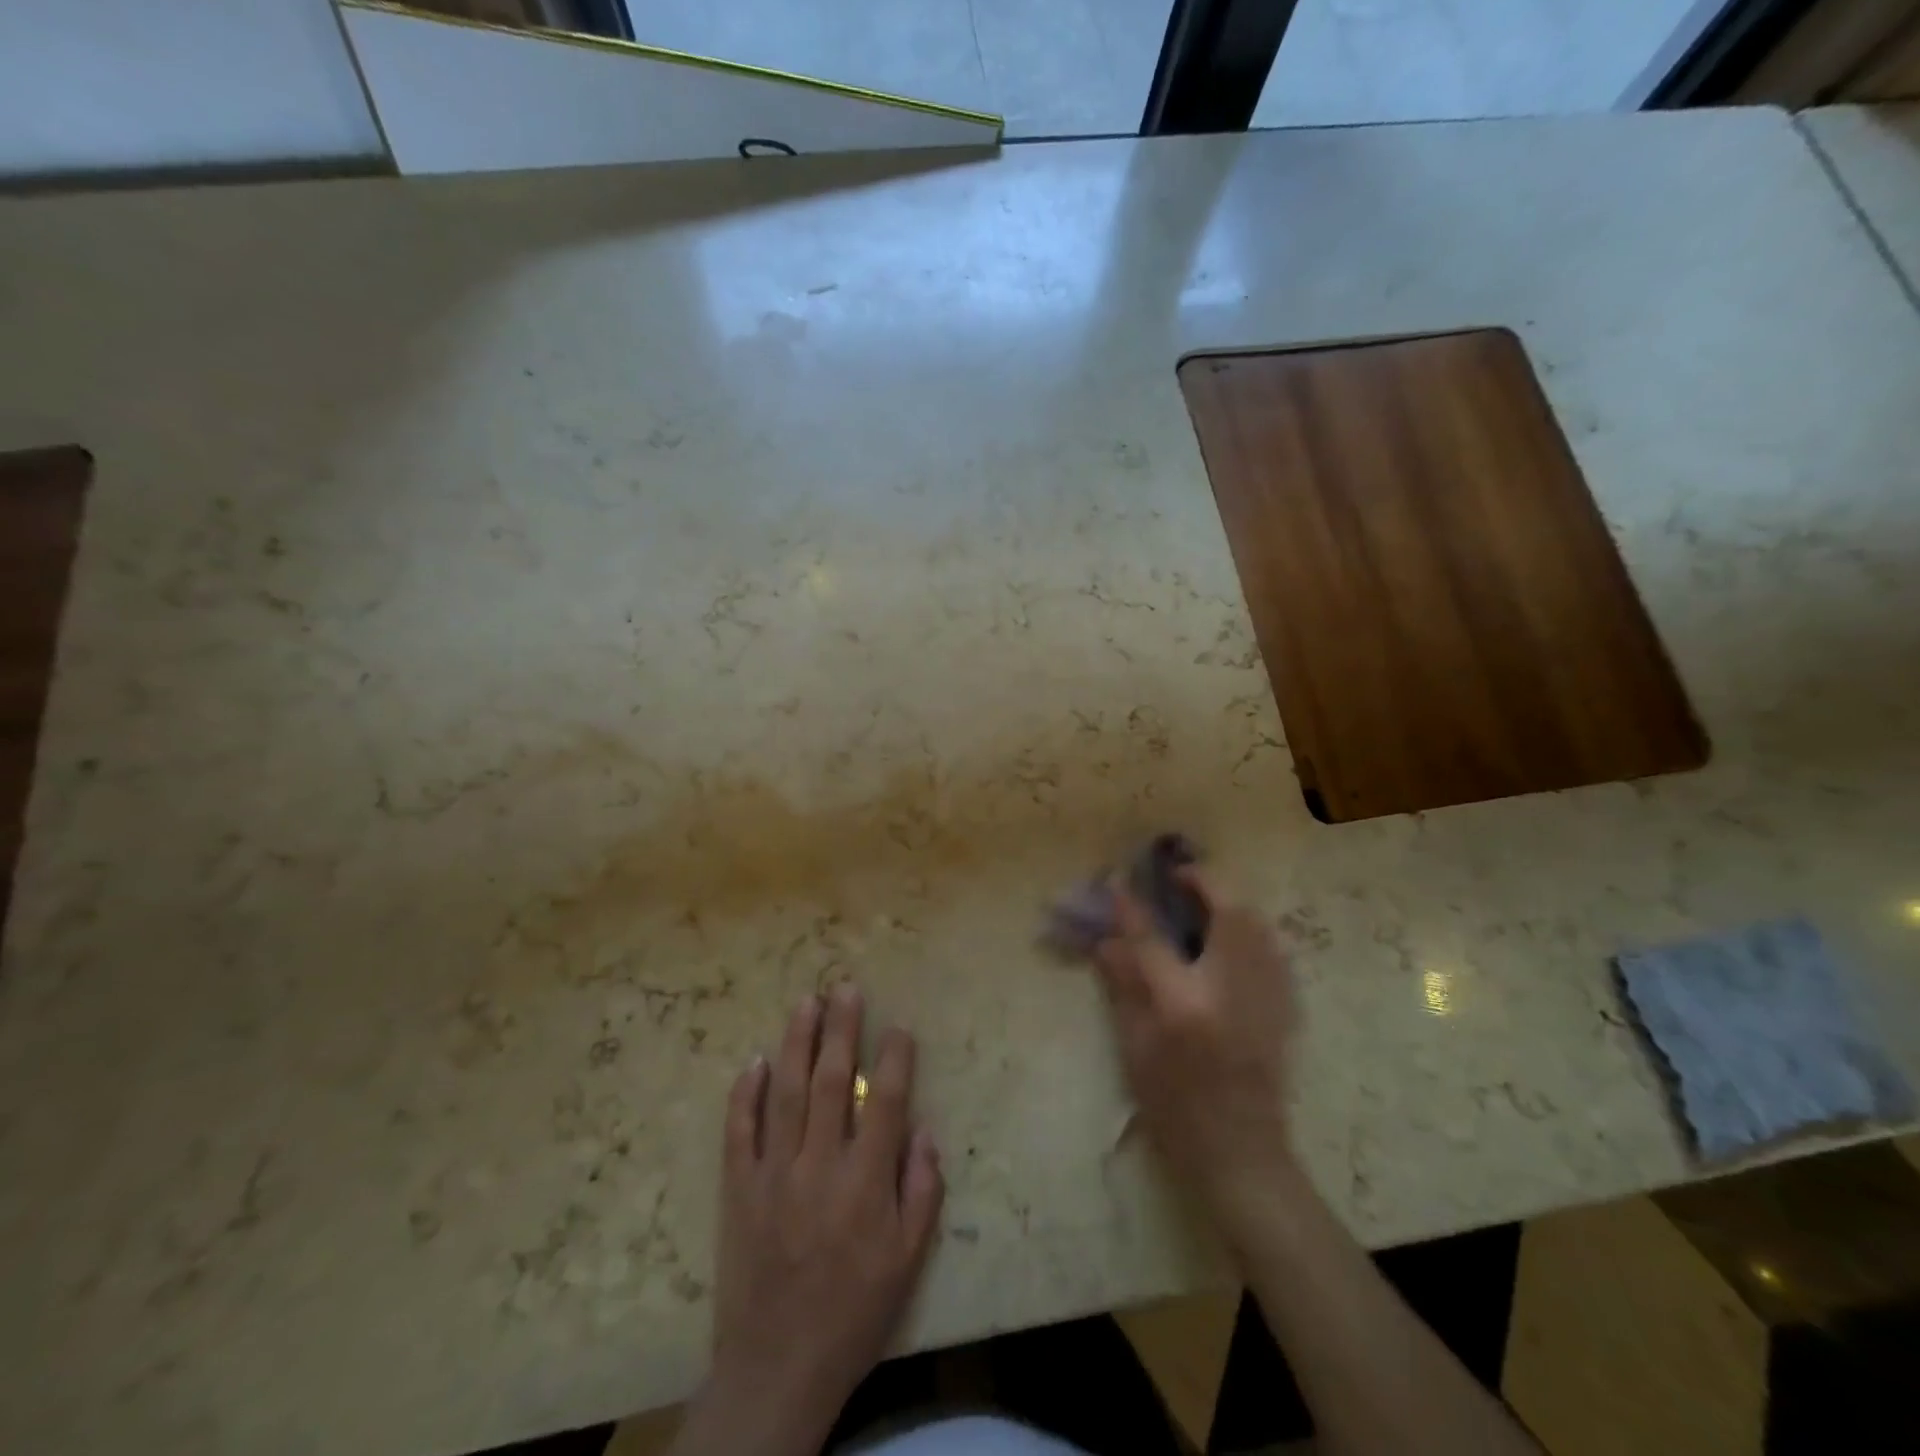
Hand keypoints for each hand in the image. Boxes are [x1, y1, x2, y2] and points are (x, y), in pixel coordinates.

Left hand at [677, 987, 943, 1455]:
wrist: (777, 1368)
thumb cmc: (854, 1312)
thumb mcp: (907, 1262)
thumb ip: (921, 1192)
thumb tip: (924, 1131)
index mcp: (865, 1183)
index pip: (883, 1101)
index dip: (894, 1058)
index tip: (899, 1027)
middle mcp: (819, 1166)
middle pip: (830, 1081)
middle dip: (841, 1029)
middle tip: (845, 987)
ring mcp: (773, 1174)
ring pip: (785, 1093)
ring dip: (796, 1042)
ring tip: (806, 1002)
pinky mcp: (738, 1190)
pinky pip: (739, 1131)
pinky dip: (745, 1093)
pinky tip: (754, 1060)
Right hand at [1093, 871, 1299, 1227]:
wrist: (1243, 1158)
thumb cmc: (1175, 1110)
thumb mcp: (1135, 1051)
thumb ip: (1123, 989)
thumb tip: (1106, 942)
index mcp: (1185, 1007)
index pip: (1153, 941)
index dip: (1132, 907)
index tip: (1118, 880)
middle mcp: (1231, 993)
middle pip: (1228, 916)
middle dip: (1204, 884)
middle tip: (1180, 877)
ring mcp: (1266, 1000)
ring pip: (1258, 927)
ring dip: (1230, 902)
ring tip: (1205, 899)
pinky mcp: (1285, 1010)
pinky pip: (1272, 950)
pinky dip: (1251, 929)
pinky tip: (1232, 936)